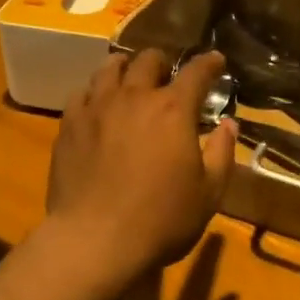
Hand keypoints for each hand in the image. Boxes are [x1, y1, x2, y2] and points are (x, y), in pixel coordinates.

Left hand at [44, 49, 237, 288]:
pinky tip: (96, 104)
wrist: (94, 240)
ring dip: (125, 67)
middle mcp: (134, 97)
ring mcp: (97, 107)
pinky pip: (81, 93)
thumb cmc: (160, 220)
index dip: (208, 63)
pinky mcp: (70, 124)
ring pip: (110, 68)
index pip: (196, 72)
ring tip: (129, 77)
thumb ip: (221, 153)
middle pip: (148, 60)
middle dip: (163, 62)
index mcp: (173, 110)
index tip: (215, 59)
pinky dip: (95, 92)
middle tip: (167, 75)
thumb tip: (228, 125)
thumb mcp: (208, 194)